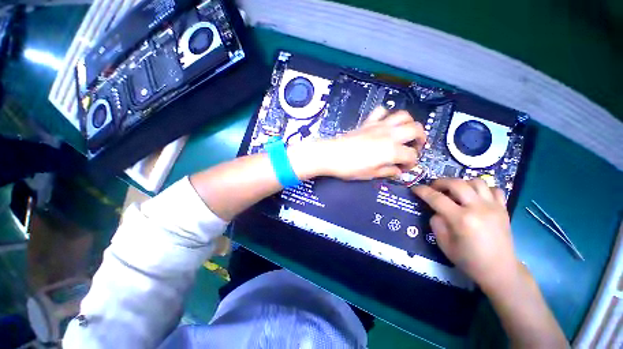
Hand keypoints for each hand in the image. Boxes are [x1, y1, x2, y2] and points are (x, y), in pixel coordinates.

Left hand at [305, 107, 425, 179]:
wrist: (331, 155)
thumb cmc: (350, 168)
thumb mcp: (370, 174)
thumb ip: (387, 171)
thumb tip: (398, 171)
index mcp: (392, 150)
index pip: (412, 155)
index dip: (412, 163)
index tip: (404, 168)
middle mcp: (390, 135)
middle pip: (416, 129)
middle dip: (421, 138)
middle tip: (414, 147)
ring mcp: (379, 125)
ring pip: (402, 115)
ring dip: (408, 123)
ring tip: (404, 133)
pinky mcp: (368, 122)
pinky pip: (381, 111)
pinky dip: (386, 115)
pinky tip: (384, 123)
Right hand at [412, 178, 520, 292]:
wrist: (499, 270)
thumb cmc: (468, 259)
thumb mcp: (443, 243)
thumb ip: (436, 223)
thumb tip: (436, 210)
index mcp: (461, 219)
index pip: (436, 198)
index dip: (422, 191)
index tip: (414, 188)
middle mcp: (478, 208)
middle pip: (456, 183)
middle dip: (440, 182)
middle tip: (433, 188)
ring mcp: (494, 207)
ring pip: (476, 181)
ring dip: (461, 183)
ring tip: (454, 191)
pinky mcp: (503, 208)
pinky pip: (493, 189)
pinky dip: (481, 189)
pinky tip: (474, 196)